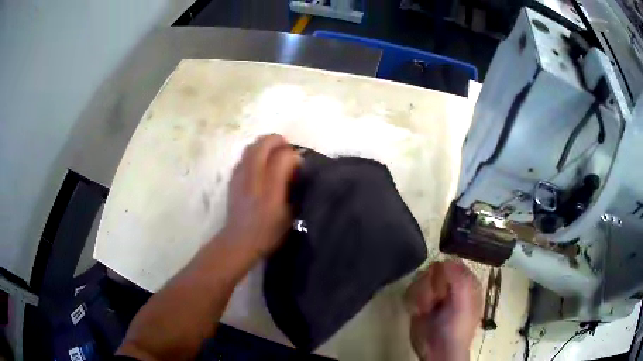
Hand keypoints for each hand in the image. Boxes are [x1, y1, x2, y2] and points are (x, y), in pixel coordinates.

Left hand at [220, 134, 299, 259]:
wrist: (239, 240)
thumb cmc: (268, 232)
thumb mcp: (291, 216)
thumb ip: (295, 191)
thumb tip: (297, 171)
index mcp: (271, 189)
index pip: (283, 157)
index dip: (294, 156)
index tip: (299, 165)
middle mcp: (253, 177)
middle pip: (264, 144)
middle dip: (278, 141)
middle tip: (287, 148)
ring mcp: (240, 176)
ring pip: (251, 146)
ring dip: (264, 145)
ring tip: (274, 153)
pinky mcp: (232, 178)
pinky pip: (244, 156)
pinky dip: (254, 153)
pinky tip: (260, 164)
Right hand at [405, 260, 482, 360]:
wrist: (437, 350)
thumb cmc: (456, 327)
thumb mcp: (464, 302)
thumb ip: (459, 279)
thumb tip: (445, 260)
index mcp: (465, 282)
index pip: (453, 263)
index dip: (445, 272)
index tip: (442, 286)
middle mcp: (449, 285)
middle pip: (433, 269)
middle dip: (431, 285)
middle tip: (435, 300)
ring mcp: (434, 293)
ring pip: (420, 278)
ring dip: (421, 295)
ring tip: (425, 310)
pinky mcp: (419, 302)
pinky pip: (410, 290)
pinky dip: (412, 300)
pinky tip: (417, 312)